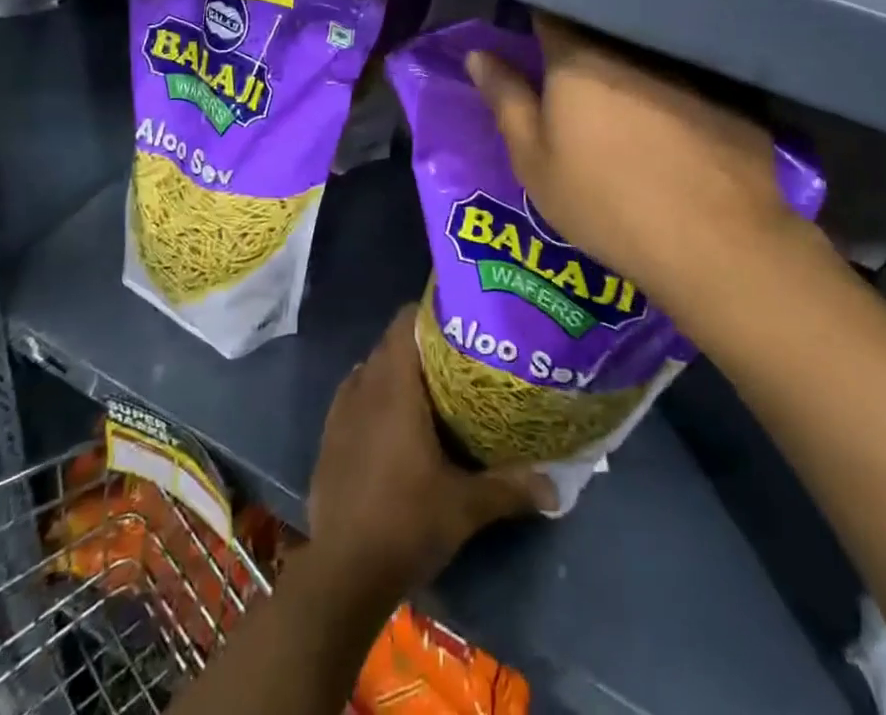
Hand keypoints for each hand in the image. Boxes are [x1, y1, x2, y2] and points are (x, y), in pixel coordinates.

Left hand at [308, 305, 552, 600]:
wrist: (343, 572)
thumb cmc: (407, 522)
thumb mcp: (466, 506)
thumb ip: (510, 488)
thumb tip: (555, 487)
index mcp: (395, 387)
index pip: (404, 322)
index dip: (429, 313)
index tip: (459, 320)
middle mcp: (364, 386)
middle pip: (391, 343)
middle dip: (421, 344)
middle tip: (458, 358)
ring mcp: (341, 410)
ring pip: (372, 369)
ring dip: (397, 370)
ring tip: (431, 387)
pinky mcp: (329, 436)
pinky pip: (355, 396)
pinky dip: (375, 396)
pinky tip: (396, 422)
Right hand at [465, 15, 806, 303]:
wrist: (713, 242)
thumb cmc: (605, 201)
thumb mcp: (535, 160)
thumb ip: (506, 99)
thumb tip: (477, 55)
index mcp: (578, 57)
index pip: (551, 11)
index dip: (538, 17)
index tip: (531, 32)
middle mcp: (631, 47)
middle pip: (600, 26)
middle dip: (583, 39)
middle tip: (574, 71)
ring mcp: (686, 65)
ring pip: (645, 49)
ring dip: (630, 61)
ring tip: (624, 93)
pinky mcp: (729, 90)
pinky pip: (689, 73)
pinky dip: (674, 84)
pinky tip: (676, 115)